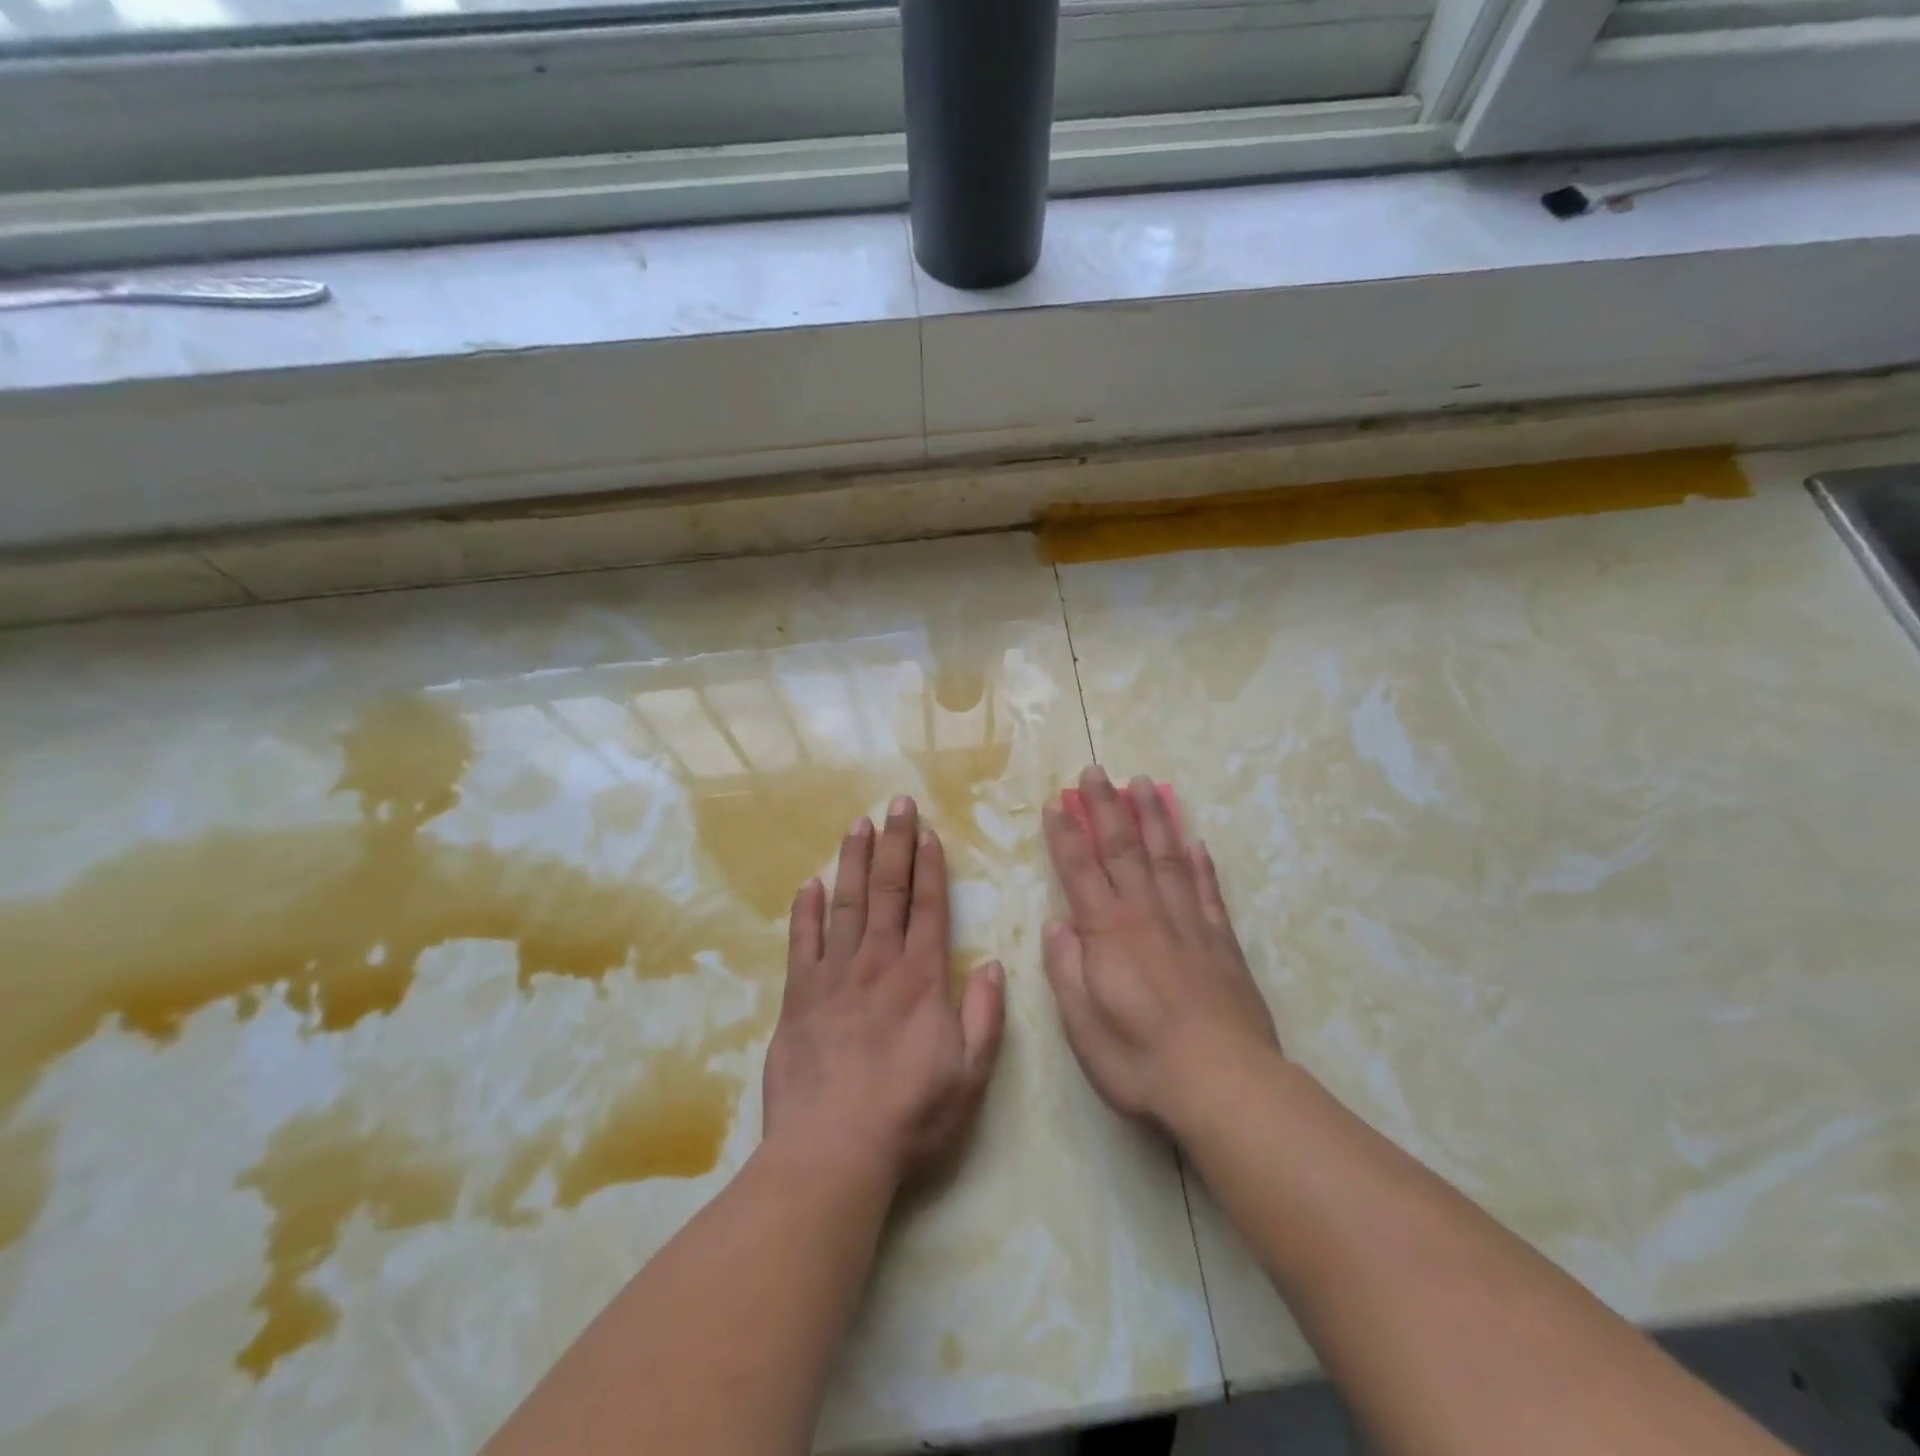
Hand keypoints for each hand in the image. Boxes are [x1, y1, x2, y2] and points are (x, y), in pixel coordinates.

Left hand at [762, 796, 1006, 1190]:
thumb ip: (984, 1016)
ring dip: (853, 861)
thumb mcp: (970, 1075)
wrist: (832, 1151)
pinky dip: (806, 911)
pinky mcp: (798, 996)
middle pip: (887, 891)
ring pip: (845, 904)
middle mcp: (877, 964)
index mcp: (920, 978)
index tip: (928, 831)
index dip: (929, 866)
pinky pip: (802, 942)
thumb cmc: (909, 1115)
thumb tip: (993, 966)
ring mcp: (833, 976)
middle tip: (896, 803)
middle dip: (894, 843)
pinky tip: (809, 884)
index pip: (928, 907)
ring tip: (858, 824)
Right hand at [1041, 767, 1279, 1132]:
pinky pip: (1208, 890)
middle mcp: (1146, 914)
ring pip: (1167, 856)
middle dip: (1105, 806)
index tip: (1055, 803)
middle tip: (1096, 770)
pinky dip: (1200, 862)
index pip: (1080, 870)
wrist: (1224, 1084)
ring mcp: (1189, 923)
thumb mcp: (1083, 1026)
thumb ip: (1066, 969)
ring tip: (1144, 783)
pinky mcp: (1222, 941)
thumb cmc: (1140, 1060)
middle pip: (1122, 848)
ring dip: (1153, 817)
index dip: (1065, 835)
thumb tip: (1057, 924)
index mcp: (1108, 932)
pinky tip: (1194, 840)